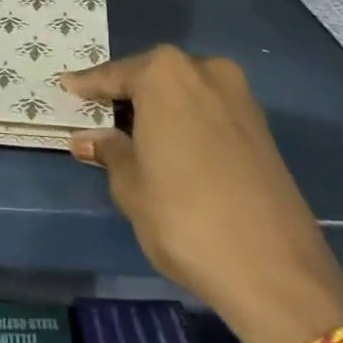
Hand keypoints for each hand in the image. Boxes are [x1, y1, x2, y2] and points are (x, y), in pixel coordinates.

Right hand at [65, 46, 342, 342]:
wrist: (276, 271)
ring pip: (184, 93)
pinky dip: (186, 122)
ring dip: (158, 109)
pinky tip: (171, 147)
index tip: (67, 88)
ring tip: (132, 134)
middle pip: (153, 77)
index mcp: (166, 74)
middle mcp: (205, 72)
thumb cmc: (184, 217)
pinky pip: (208, 112)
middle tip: (98, 115)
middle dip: (127, 95)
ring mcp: (240, 98)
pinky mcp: (261, 128)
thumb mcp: (131, 185)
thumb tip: (87, 138)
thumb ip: (109, 151)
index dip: (88, 86)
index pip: (114, 75)